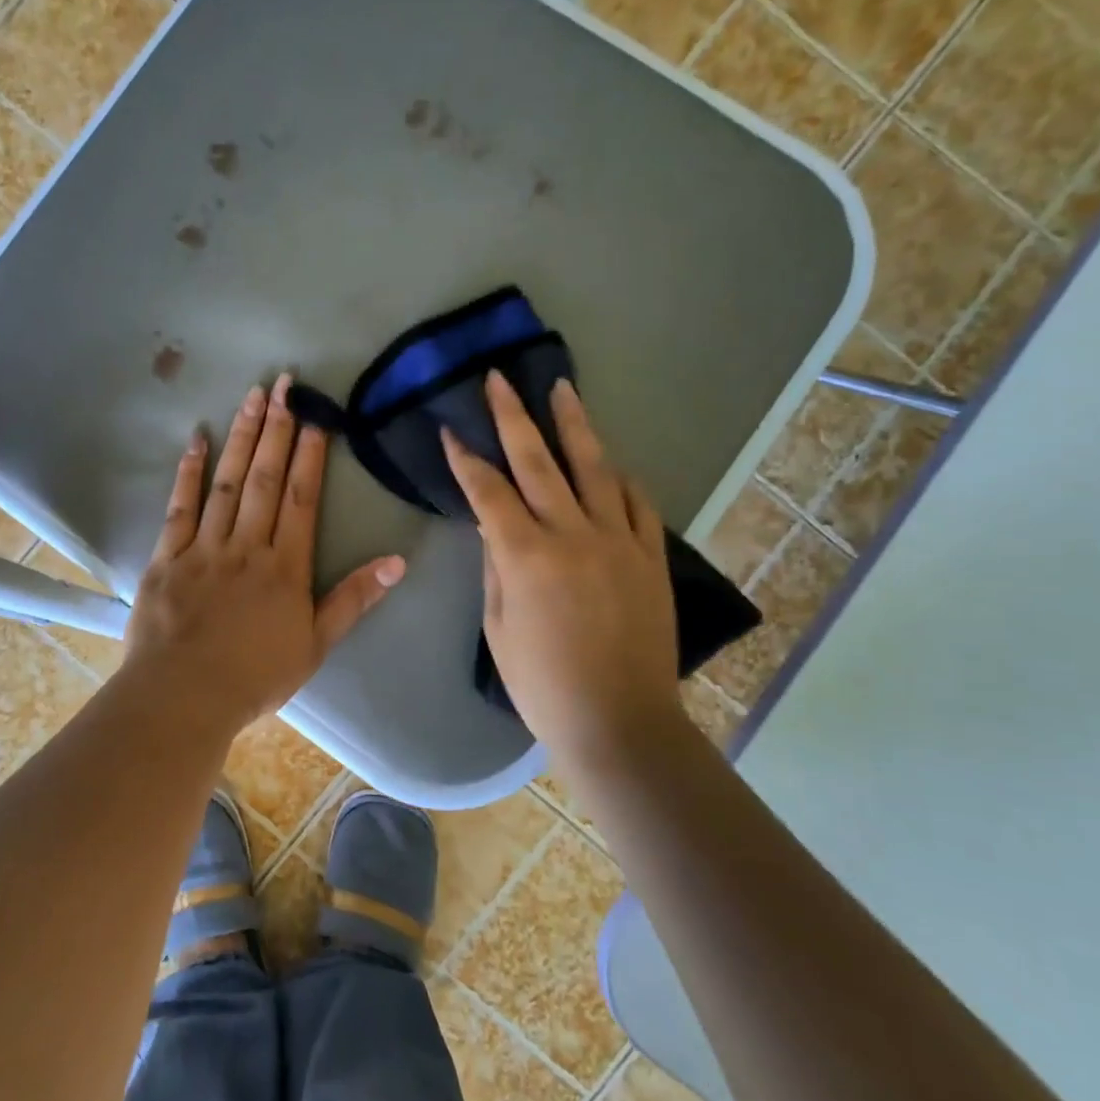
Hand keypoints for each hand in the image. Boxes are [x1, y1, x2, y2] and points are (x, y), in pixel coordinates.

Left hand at [123, 373, 405, 732]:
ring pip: (227, 483)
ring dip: (241, 438)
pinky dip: (188, 473)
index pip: (301, 498)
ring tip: (252, 396)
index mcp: (285, 566)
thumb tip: (397, 561)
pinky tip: (197, 440)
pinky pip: (179, 508)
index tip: (315, 416)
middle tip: (284, 384)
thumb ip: (353, 599)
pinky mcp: (166, 558)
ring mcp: (203, 548)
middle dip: (277, 429)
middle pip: (265, 479)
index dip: (309, 454)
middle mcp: (247, 546)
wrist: (183, 697)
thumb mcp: (316, 644)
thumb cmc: (255, 676)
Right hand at [442, 372, 692, 764]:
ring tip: (561, 388)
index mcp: (527, 556)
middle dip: (512, 417)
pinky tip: (607, 462)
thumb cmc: (543, 684)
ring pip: (593, 467)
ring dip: (573, 424)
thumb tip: (493, 525)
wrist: (620, 720)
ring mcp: (618, 540)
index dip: (466, 459)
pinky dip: (618, 477)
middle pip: (538, 462)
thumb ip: (496, 567)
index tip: (450, 430)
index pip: (488, 492)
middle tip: (499, 380)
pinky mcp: (650, 555)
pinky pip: (636, 502)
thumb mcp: (498, 628)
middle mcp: (573, 535)